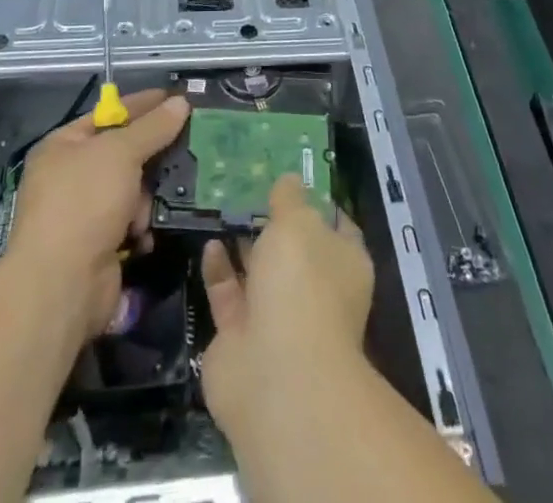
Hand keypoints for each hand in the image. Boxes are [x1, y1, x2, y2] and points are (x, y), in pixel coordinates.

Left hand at [4, 90, 189, 346]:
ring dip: (145, 198)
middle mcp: (68, 176)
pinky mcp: (98, 245)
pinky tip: (145, 234)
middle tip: (186, 146)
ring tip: (153, 204)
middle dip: (150, 156)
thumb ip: (153, 127)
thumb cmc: (85, 202)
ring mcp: (82, 213)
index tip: (177, 99)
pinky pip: (129, 222)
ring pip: (130, 189)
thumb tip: (180, 102)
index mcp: (63, 145)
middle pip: (122, 153)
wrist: (62, 285)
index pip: (109, 113)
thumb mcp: (121, 152)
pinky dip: (141, 226)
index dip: (142, 105)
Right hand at [199, 173, 374, 443]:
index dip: (317, 201)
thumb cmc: (301, 285)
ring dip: (243, 244)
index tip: (292, 176)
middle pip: (294, 248)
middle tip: (247, 186)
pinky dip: (219, 270)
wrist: (276, 376)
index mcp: (343, 263)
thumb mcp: (298, 223)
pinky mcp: (241, 337)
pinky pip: (230, 294)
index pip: (336, 224)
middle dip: (273, 222)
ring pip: (259, 272)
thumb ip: (290, 199)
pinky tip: (208, 243)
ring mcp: (278, 317)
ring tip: (222, 206)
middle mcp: (315, 290)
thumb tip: (289, 180)